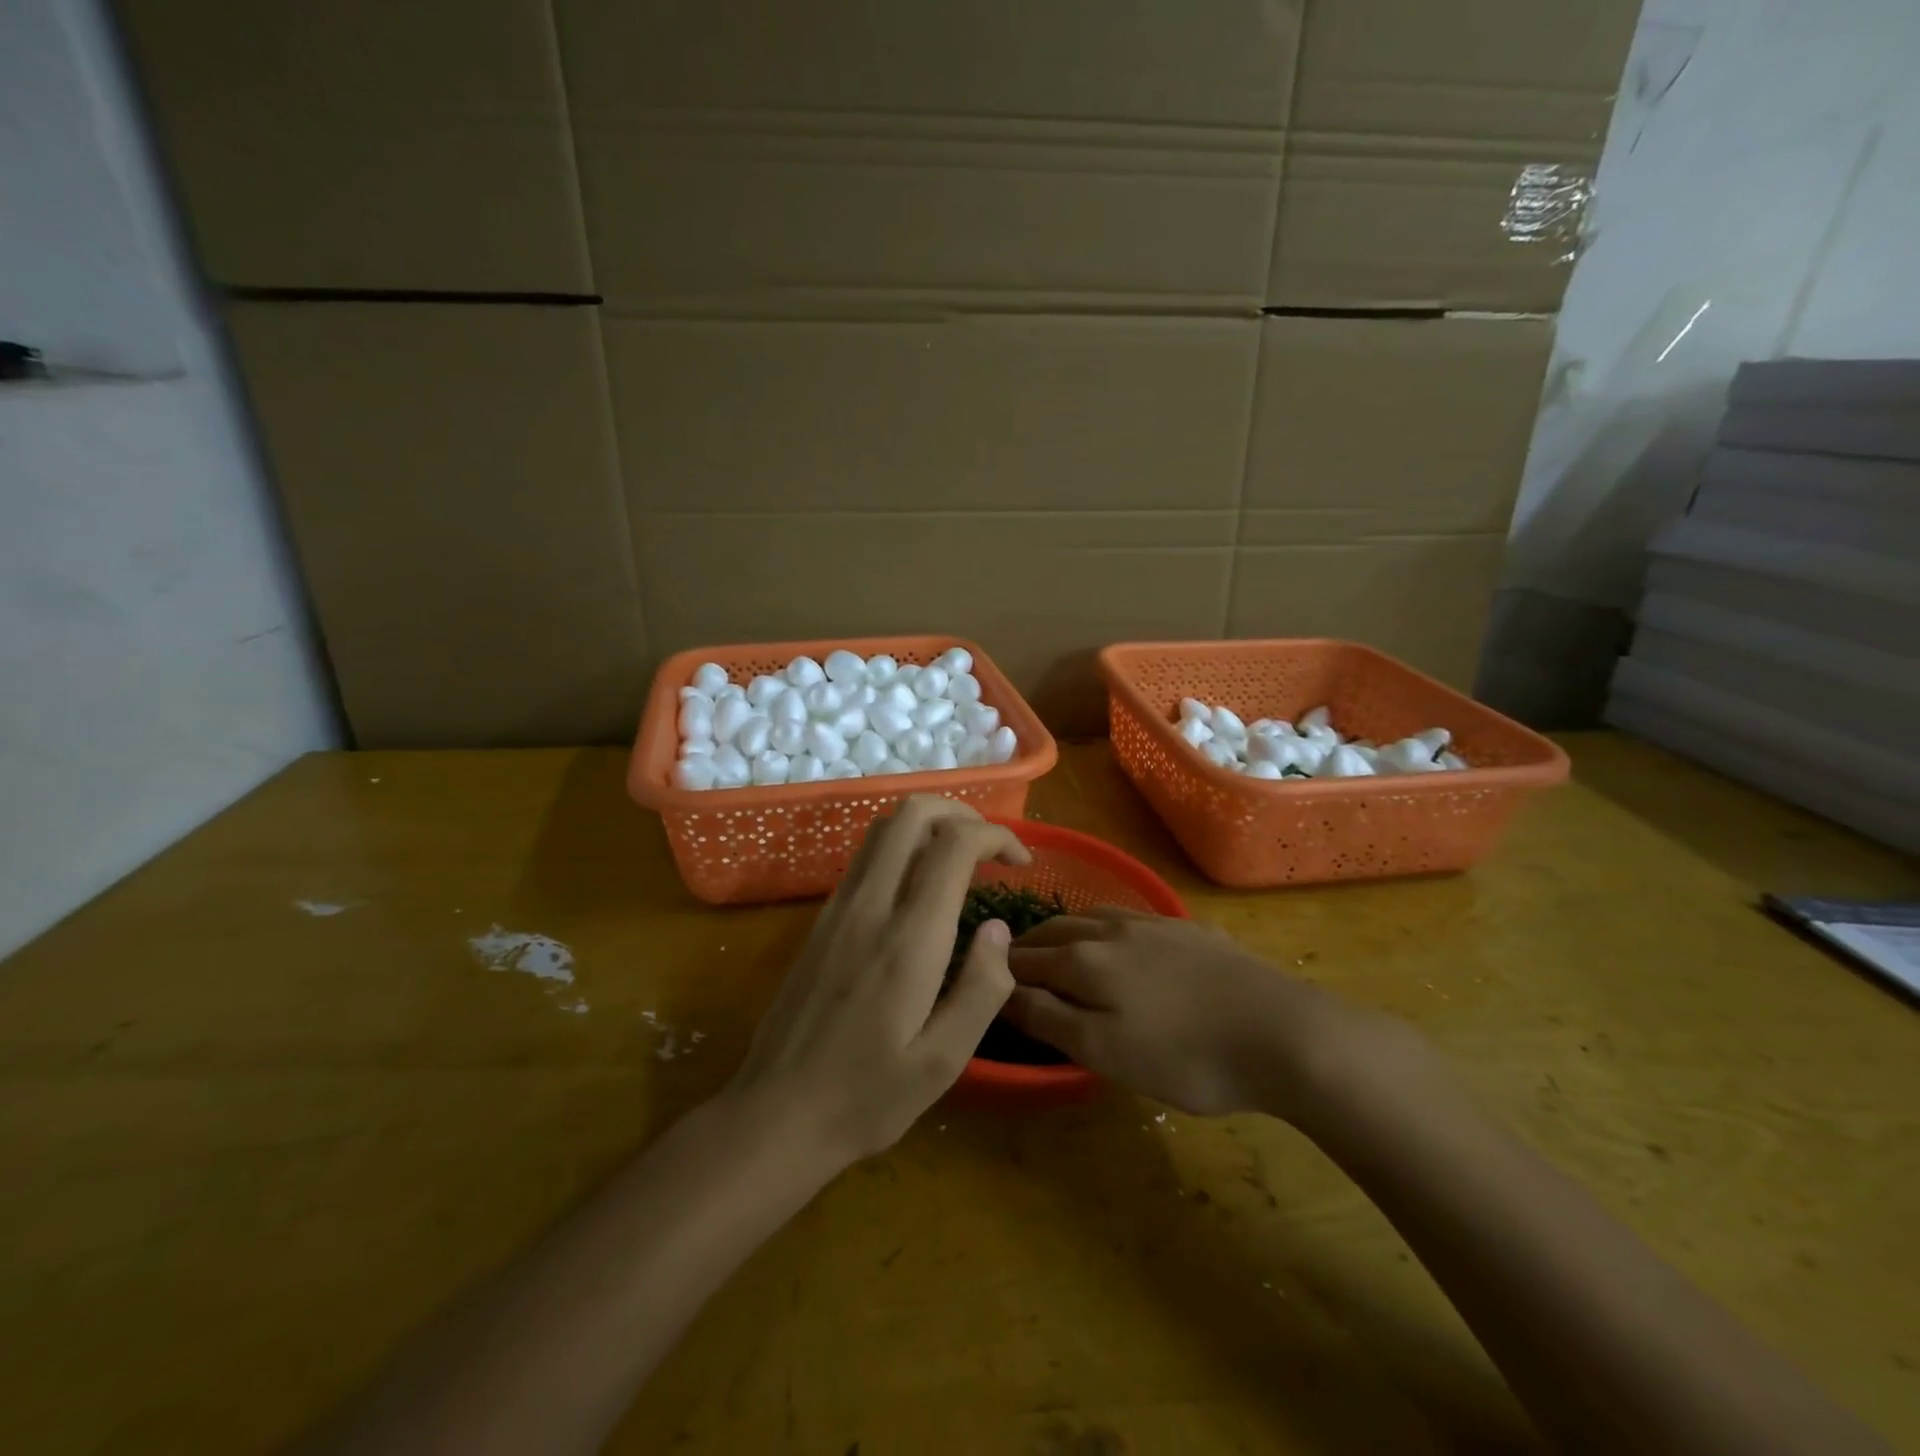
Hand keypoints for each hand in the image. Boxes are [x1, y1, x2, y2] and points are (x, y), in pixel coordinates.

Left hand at [725, 796, 1027, 1168]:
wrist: (777, 1114)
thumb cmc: (868, 1096)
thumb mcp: (944, 1061)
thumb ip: (983, 988)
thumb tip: (998, 928)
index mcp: (908, 938)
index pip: (954, 844)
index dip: (996, 835)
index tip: (1020, 862)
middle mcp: (870, 905)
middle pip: (912, 813)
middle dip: (961, 813)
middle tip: (990, 848)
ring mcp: (838, 907)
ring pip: (883, 828)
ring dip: (928, 825)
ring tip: (960, 859)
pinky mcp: (821, 919)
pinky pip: (865, 856)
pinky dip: (901, 847)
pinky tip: (919, 888)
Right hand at [1003, 908, 1368, 1118]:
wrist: (1282, 1032)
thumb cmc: (1186, 1055)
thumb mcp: (1105, 1051)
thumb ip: (1049, 1018)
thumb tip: (1002, 990)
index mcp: (1085, 960)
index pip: (1026, 959)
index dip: (999, 969)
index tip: (982, 978)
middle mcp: (1111, 931)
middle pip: (1054, 931)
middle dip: (1027, 945)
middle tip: (1011, 965)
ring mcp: (1154, 924)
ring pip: (1091, 918)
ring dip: (1064, 931)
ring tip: (1056, 947)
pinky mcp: (1189, 930)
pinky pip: (1130, 918)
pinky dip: (1104, 928)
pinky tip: (1118, 941)